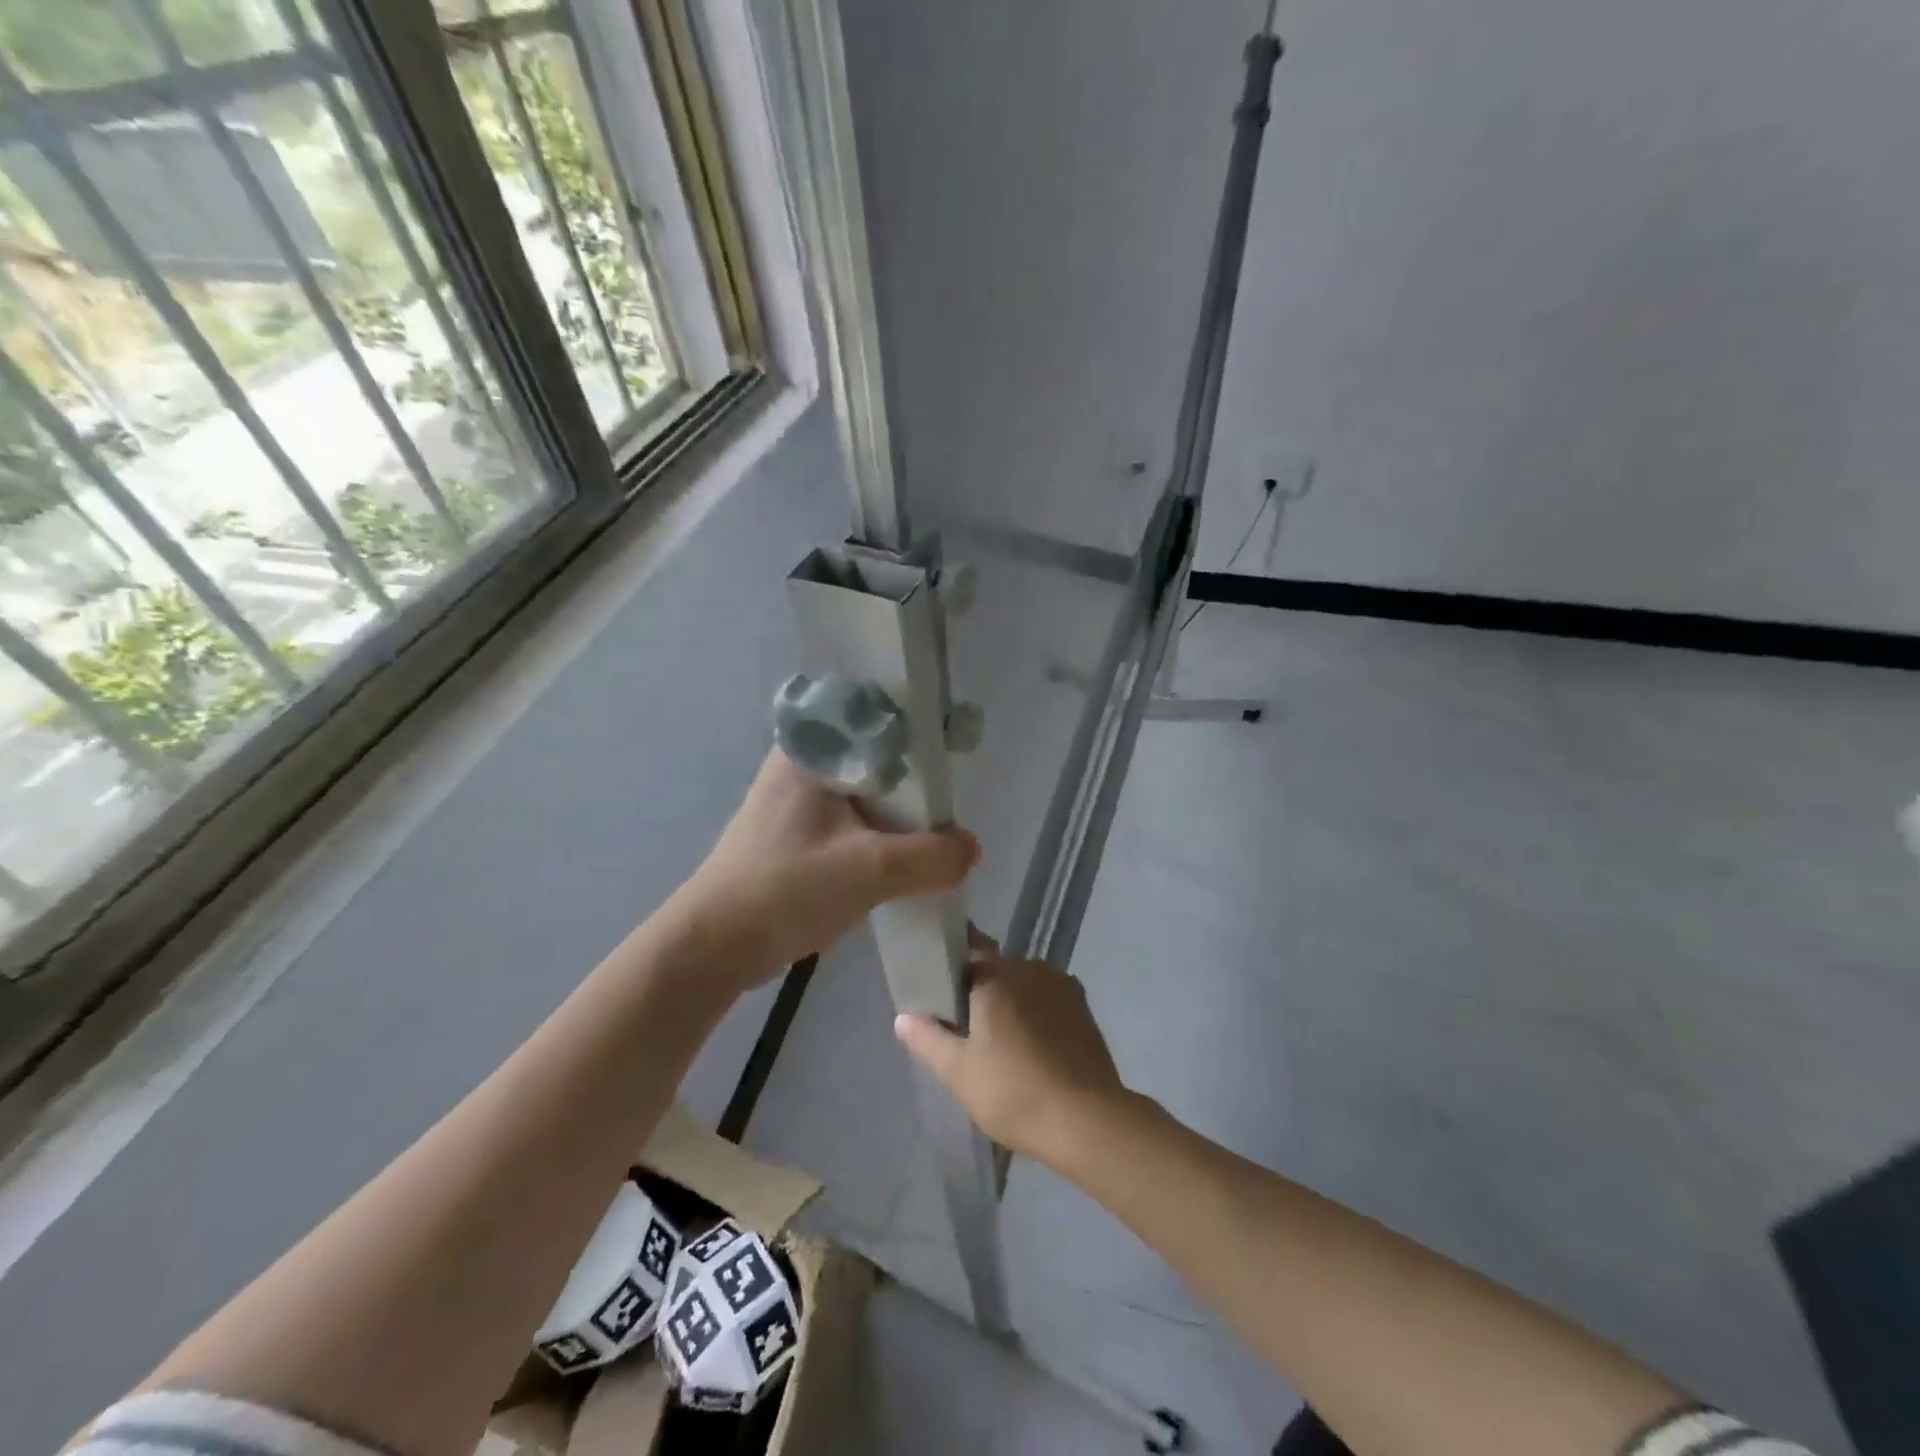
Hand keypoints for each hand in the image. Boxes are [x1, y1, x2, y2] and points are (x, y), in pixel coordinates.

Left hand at [672, 748, 979, 988]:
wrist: (714, 949)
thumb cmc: (786, 889)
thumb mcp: (870, 870)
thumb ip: (931, 857)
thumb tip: (971, 850)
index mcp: (810, 750)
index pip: (875, 718)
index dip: (919, 732)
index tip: (956, 749)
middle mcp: (801, 766)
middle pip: (875, 760)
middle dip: (914, 786)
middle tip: (951, 806)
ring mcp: (795, 804)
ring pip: (864, 797)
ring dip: (897, 818)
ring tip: (936, 836)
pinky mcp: (795, 838)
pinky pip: (851, 825)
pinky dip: (878, 840)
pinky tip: (903, 861)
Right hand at [894, 931, 1128, 1166]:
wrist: (1087, 1121)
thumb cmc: (1013, 1092)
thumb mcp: (958, 1072)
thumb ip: (927, 1038)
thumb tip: (904, 1016)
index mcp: (996, 974)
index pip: (967, 946)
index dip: (950, 961)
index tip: (937, 984)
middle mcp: (1030, 968)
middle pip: (996, 968)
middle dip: (979, 989)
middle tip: (964, 1026)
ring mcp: (1062, 986)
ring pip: (1024, 985)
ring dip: (1010, 1003)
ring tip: (999, 1043)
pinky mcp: (1084, 1009)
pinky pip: (1047, 1000)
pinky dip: (1035, 1015)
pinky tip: (1031, 1049)